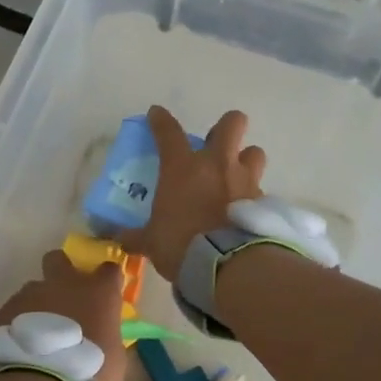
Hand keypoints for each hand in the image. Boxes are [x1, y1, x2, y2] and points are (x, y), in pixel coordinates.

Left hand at [0, 251, 128, 380]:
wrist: (43, 380)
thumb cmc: (90, 370)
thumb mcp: (115, 358)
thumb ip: (107, 337)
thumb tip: (103, 338)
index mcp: (99, 292)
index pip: (109, 269)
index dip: (107, 279)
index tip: (106, 293)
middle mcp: (65, 283)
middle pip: (59, 259)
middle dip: (60, 270)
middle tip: (64, 296)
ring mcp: (32, 293)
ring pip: (34, 288)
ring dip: (38, 304)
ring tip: (38, 334)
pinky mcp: (7, 309)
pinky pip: (15, 310)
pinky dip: (19, 323)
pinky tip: (21, 345)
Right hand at [119, 106, 265, 282]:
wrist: (228, 265)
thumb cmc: (182, 244)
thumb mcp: (152, 242)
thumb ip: (136, 236)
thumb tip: (117, 239)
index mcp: (183, 167)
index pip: (168, 132)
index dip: (160, 120)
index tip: (156, 114)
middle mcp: (217, 164)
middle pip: (232, 123)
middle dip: (225, 127)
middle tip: (214, 145)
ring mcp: (244, 180)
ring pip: (254, 152)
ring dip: (245, 160)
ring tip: (235, 177)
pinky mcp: (262, 201)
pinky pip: (259, 188)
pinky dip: (251, 196)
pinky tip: (242, 210)